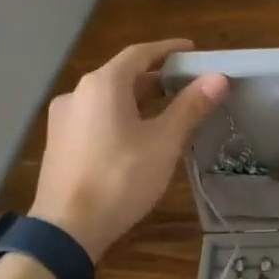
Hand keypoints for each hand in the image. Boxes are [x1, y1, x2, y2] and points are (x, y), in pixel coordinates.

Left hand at [29, 39, 227, 261]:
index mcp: (103, 84)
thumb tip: (219, 78)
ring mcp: (63, 118)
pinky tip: (137, 135)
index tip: (193, 51)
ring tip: (168, 111)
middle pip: (123, 74)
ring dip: (138, 98)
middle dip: (156, 77)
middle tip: (188, 85)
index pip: (140, 53)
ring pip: (108, 98)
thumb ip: (191, 106)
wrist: (67, 228)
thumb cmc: (121, 178)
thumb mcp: (164, 142)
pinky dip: (120, 116)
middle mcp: (78, 92)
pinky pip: (95, 117)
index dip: (169, 50)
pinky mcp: (59, 142)